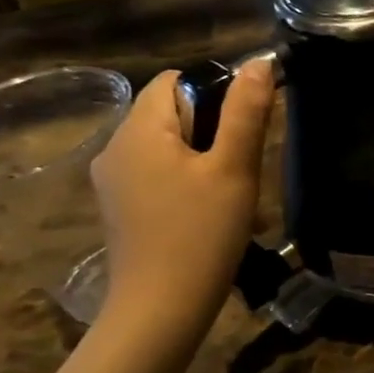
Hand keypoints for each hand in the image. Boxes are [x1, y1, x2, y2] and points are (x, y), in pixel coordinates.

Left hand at [91, 60, 274, 343]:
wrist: (160, 310)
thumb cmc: (201, 234)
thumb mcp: (234, 169)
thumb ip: (246, 112)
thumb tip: (259, 62)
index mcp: (138, 131)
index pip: (177, 80)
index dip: (218, 91)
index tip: (247, 127)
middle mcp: (115, 148)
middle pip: (172, 112)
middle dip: (215, 128)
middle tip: (245, 165)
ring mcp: (114, 181)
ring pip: (169, 145)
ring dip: (206, 157)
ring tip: (234, 192)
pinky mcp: (122, 208)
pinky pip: (159, 173)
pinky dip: (189, 179)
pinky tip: (211, 212)